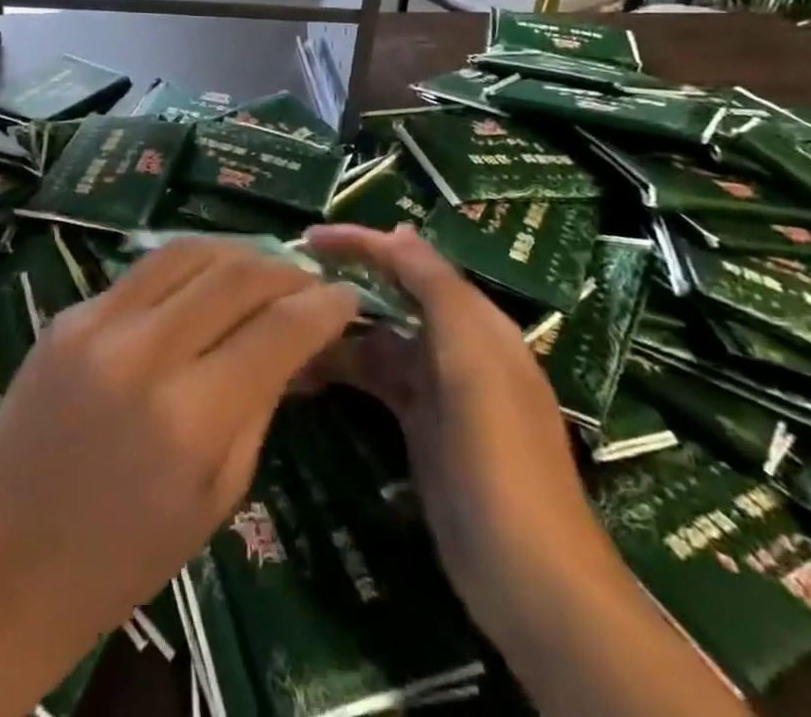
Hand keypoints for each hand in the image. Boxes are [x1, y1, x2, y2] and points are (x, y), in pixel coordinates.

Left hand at [0, 237, 358, 665]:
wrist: (10, 552)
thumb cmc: (126, 552)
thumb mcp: (217, 497)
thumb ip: (259, 406)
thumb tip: (294, 343)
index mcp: (190, 416)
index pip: (277, 330)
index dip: (323, 306)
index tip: (347, 297)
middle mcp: (144, 352)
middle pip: (234, 274)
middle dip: (283, 270)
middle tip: (307, 281)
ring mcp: (97, 323)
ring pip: (184, 252)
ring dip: (235, 252)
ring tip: (261, 267)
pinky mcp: (67, 313)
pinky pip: (141, 272)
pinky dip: (184, 270)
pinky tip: (201, 284)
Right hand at [303, 224, 618, 644]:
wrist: (529, 579)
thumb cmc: (499, 457)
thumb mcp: (472, 361)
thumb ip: (438, 290)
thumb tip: (400, 230)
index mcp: (475, 323)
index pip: (411, 261)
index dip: (361, 242)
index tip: (306, 238)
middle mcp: (457, 347)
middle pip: (390, 297)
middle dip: (342, 284)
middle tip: (281, 283)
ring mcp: (437, 390)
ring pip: (375, 340)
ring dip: (334, 332)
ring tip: (280, 331)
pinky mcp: (419, 426)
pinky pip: (373, 380)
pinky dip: (340, 371)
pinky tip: (303, 376)